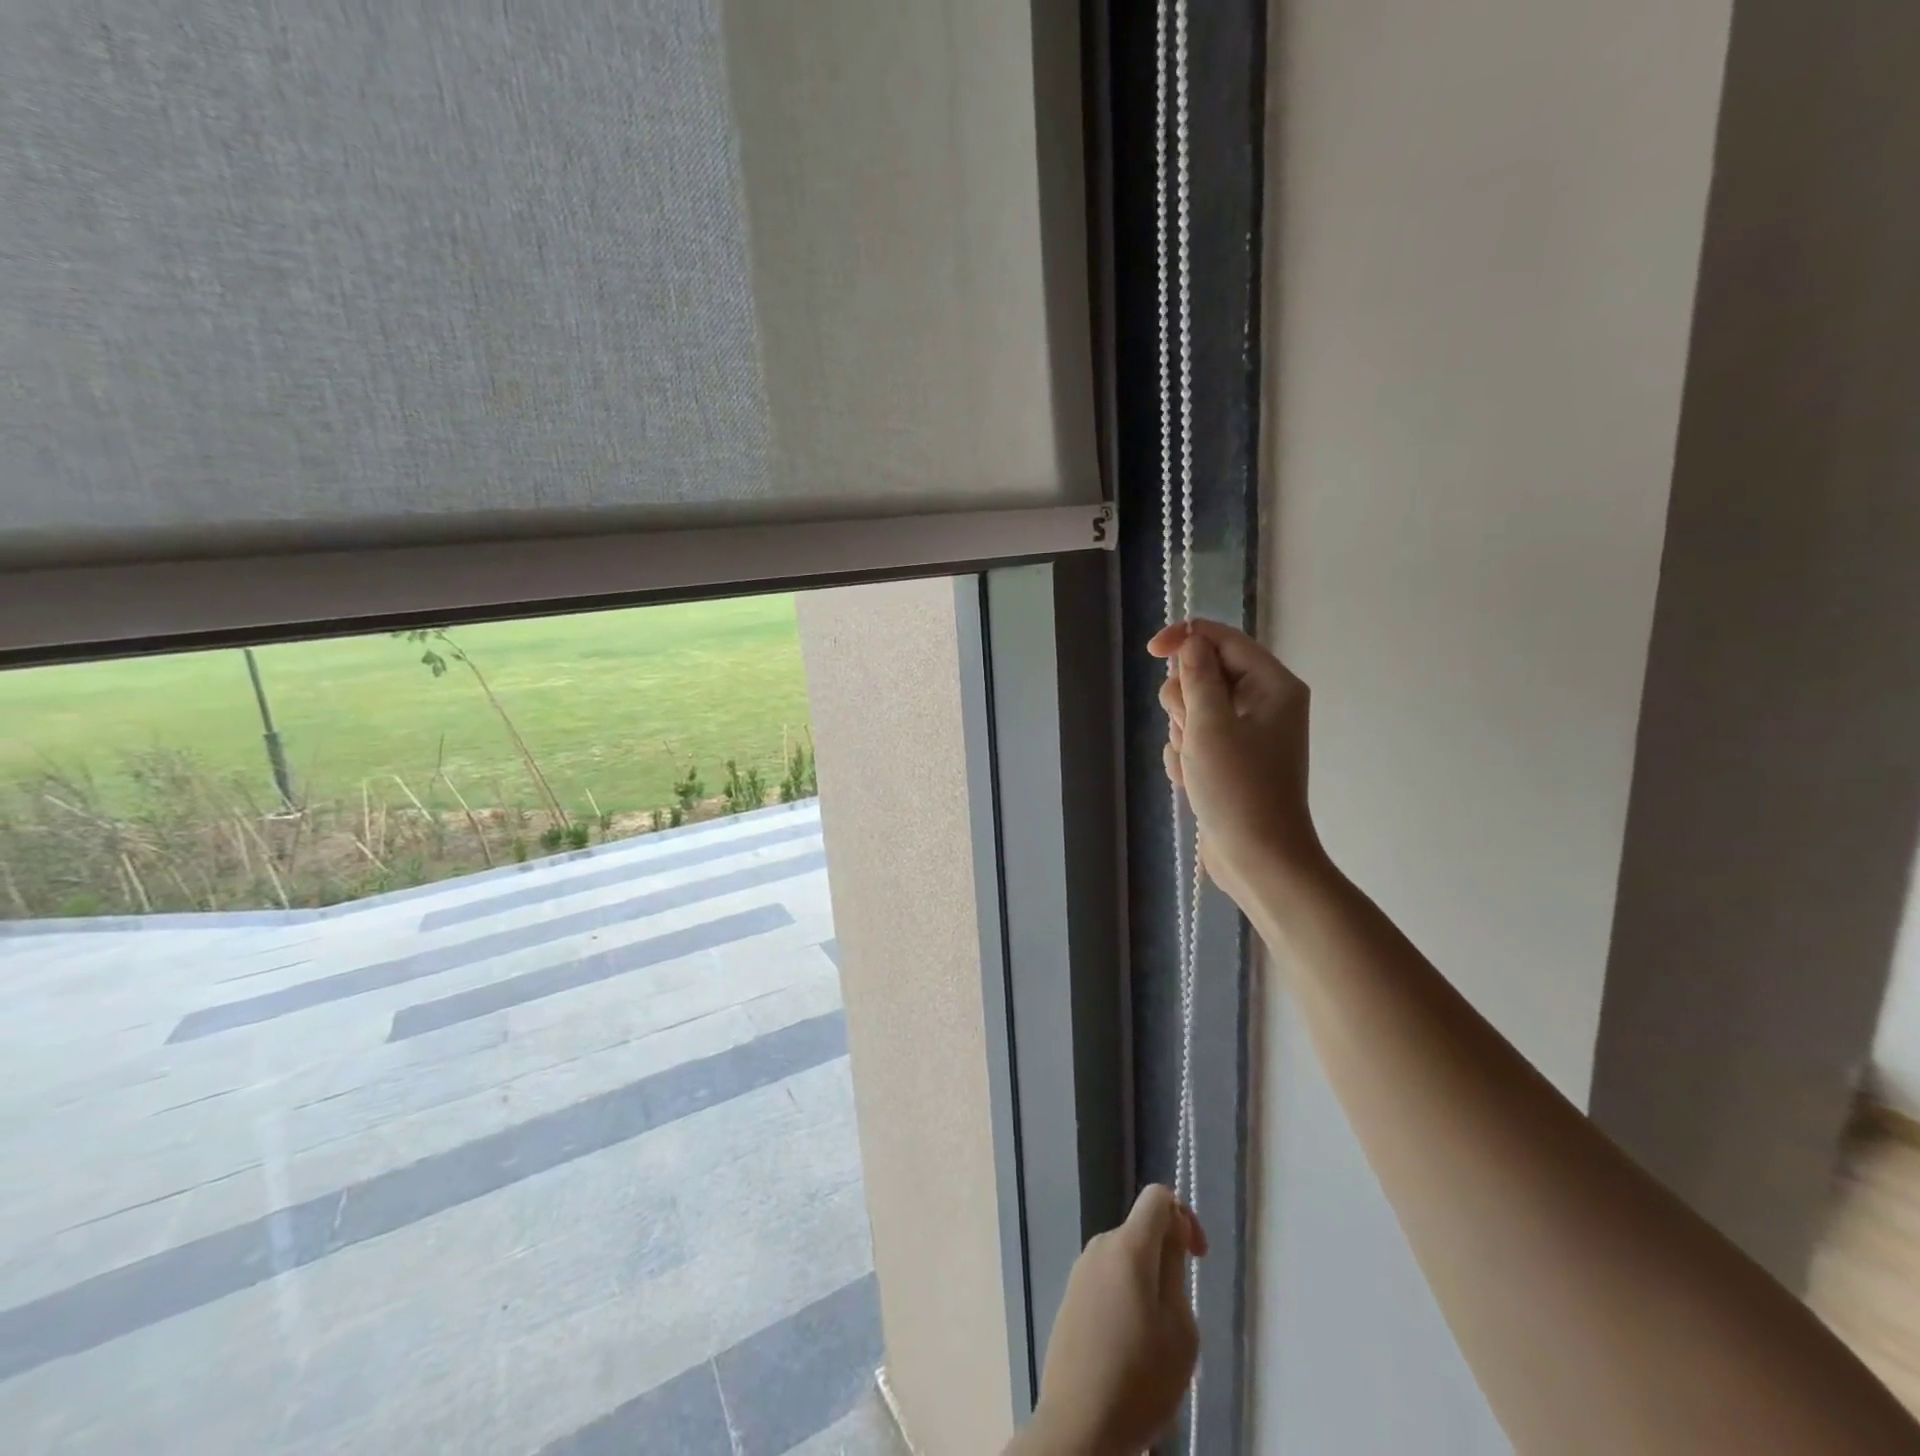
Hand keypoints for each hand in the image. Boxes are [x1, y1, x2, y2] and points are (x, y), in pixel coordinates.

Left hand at [1021, 1185, 1207, 1455]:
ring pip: (1124, 1259)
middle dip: (1165, 1259)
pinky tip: (1129, 1348)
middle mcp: (1099, 1246)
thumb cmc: (1140, 1380)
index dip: (1184, 1216)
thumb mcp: (1179, 1329)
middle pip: (1140, 1231)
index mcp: (1127, 1246)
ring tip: (1156, 1340)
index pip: (1157, 1197)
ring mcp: (1080, 1271)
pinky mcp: (1070, 1297)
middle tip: (1179, 1315)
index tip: (1197, 1257)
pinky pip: (1107, 1281)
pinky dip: (1125, 1299)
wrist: (1079, 1426)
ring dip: (1146, 1283)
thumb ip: (1175, 1269)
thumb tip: (1171, 1231)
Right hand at [1147, 619, 1320, 900]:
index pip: (1223, 640)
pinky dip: (1186, 756)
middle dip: (1184, 700)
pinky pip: (1195, 739)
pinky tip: (1192, 780)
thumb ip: (1197, 677)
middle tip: (1189, 730)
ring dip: (1182, 734)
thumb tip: (1190, 644)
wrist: (1258, 858)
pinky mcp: (1231, 759)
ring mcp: (1247, 733)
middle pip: (1204, 673)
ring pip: (1194, 709)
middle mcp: (1264, 702)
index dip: (1185, 639)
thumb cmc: (1238, 788)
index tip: (1150, 652)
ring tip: (1194, 763)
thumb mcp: (1210, 725)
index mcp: (1272, 685)